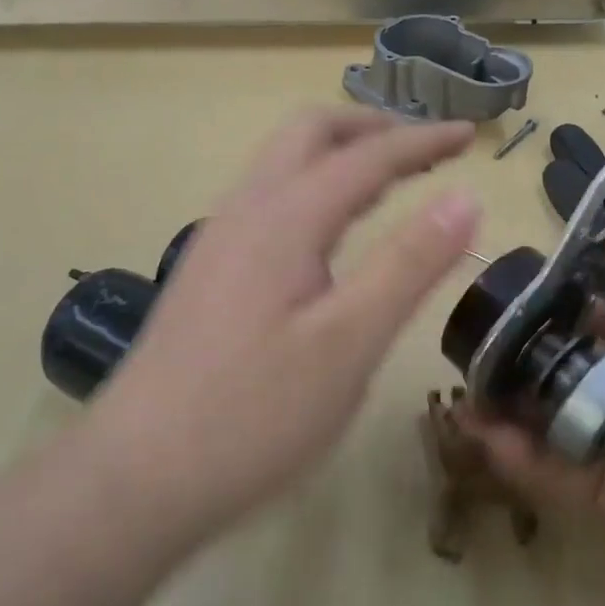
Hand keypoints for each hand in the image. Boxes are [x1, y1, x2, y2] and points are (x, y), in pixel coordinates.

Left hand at [102, 108, 479, 540]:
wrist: (134, 477)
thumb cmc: (253, 415)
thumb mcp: (349, 343)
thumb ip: (409, 264)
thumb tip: (466, 197)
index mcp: (284, 218)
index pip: (366, 156)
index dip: (423, 140)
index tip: (470, 133)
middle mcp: (245, 210)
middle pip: (309, 133)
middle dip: (372, 128)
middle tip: (425, 150)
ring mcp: (219, 240)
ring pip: (283, 163)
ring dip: (340, 154)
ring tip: (389, 180)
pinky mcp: (209, 271)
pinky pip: (270, 198)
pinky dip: (315, 187)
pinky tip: (332, 233)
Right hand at [463, 219, 604, 605]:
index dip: (562, 300)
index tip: (511, 288)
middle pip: (575, 366)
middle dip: (527, 355)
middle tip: (471, 344)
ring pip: (559, 416)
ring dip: (514, 404)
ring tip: (464, 392)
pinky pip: (559, 470)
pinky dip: (524, 456)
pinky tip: (487, 440)